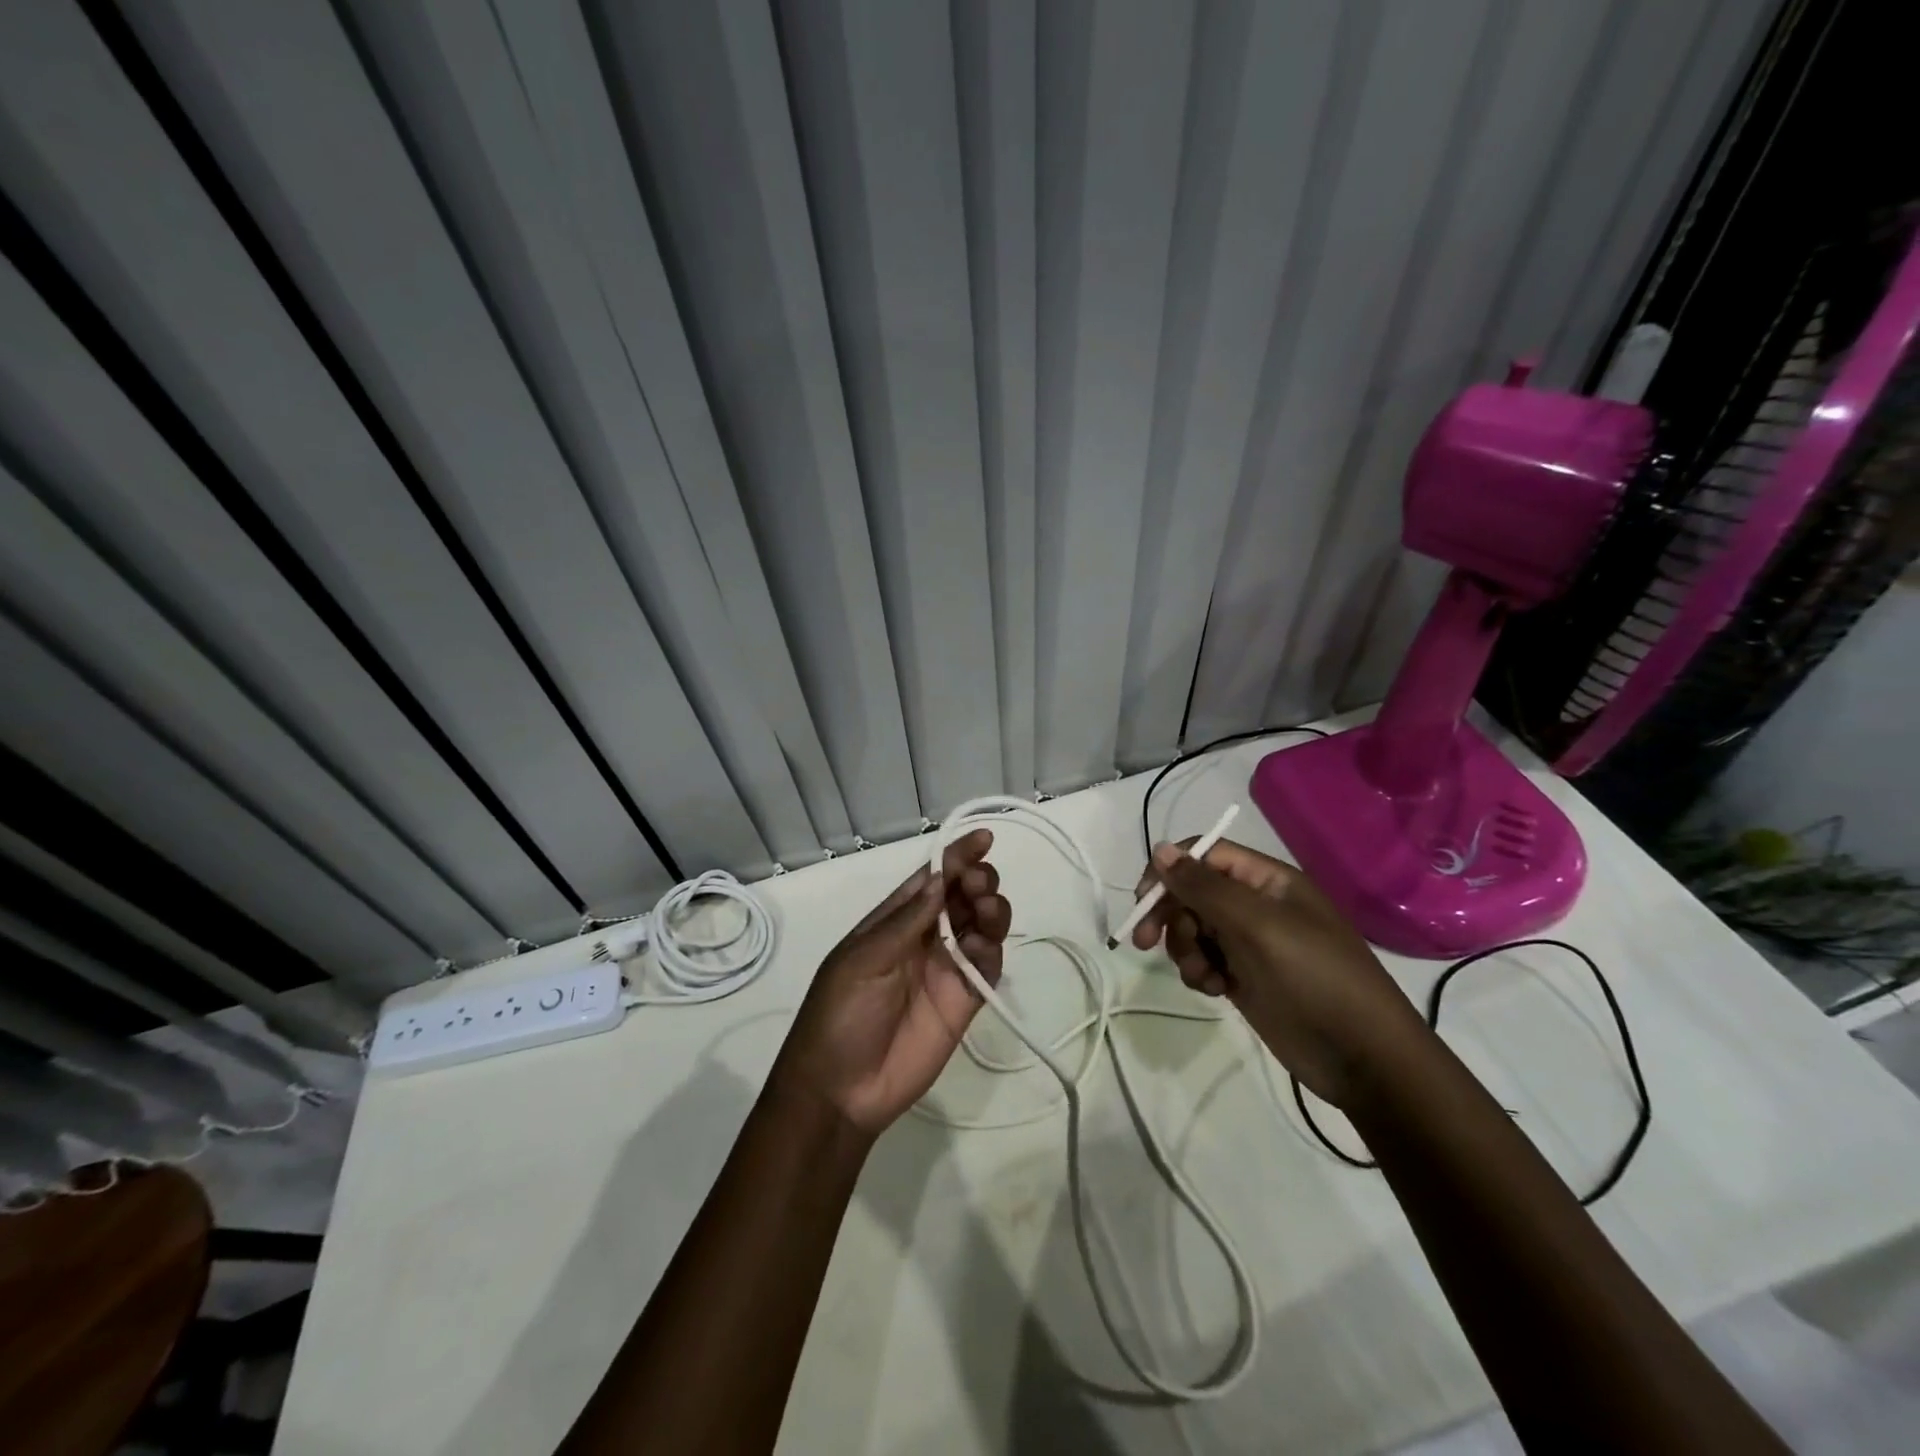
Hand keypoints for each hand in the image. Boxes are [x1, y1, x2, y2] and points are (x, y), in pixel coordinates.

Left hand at [773, 830, 1011, 1134]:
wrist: (841, 1091)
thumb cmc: (839, 1015)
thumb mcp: (863, 960)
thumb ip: (906, 923)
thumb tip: (940, 878)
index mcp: (893, 921)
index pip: (931, 878)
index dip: (956, 855)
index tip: (984, 837)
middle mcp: (924, 938)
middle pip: (962, 897)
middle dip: (977, 880)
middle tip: (978, 885)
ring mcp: (946, 969)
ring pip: (981, 926)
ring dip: (990, 909)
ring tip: (987, 909)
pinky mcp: (964, 1001)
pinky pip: (987, 966)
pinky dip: (991, 950)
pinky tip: (981, 949)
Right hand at [1130, 837, 1428, 1107]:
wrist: (1363, 1058)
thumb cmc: (1314, 978)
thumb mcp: (1257, 925)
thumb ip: (1205, 887)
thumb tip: (1159, 848)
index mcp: (1266, 879)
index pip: (1203, 855)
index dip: (1168, 871)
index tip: (1143, 900)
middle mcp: (1255, 904)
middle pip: (1191, 892)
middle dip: (1169, 915)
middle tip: (1143, 941)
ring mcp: (1249, 942)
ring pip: (1191, 928)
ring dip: (1184, 949)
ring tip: (1205, 976)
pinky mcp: (1244, 976)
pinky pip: (1203, 960)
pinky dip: (1199, 972)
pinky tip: (1216, 990)